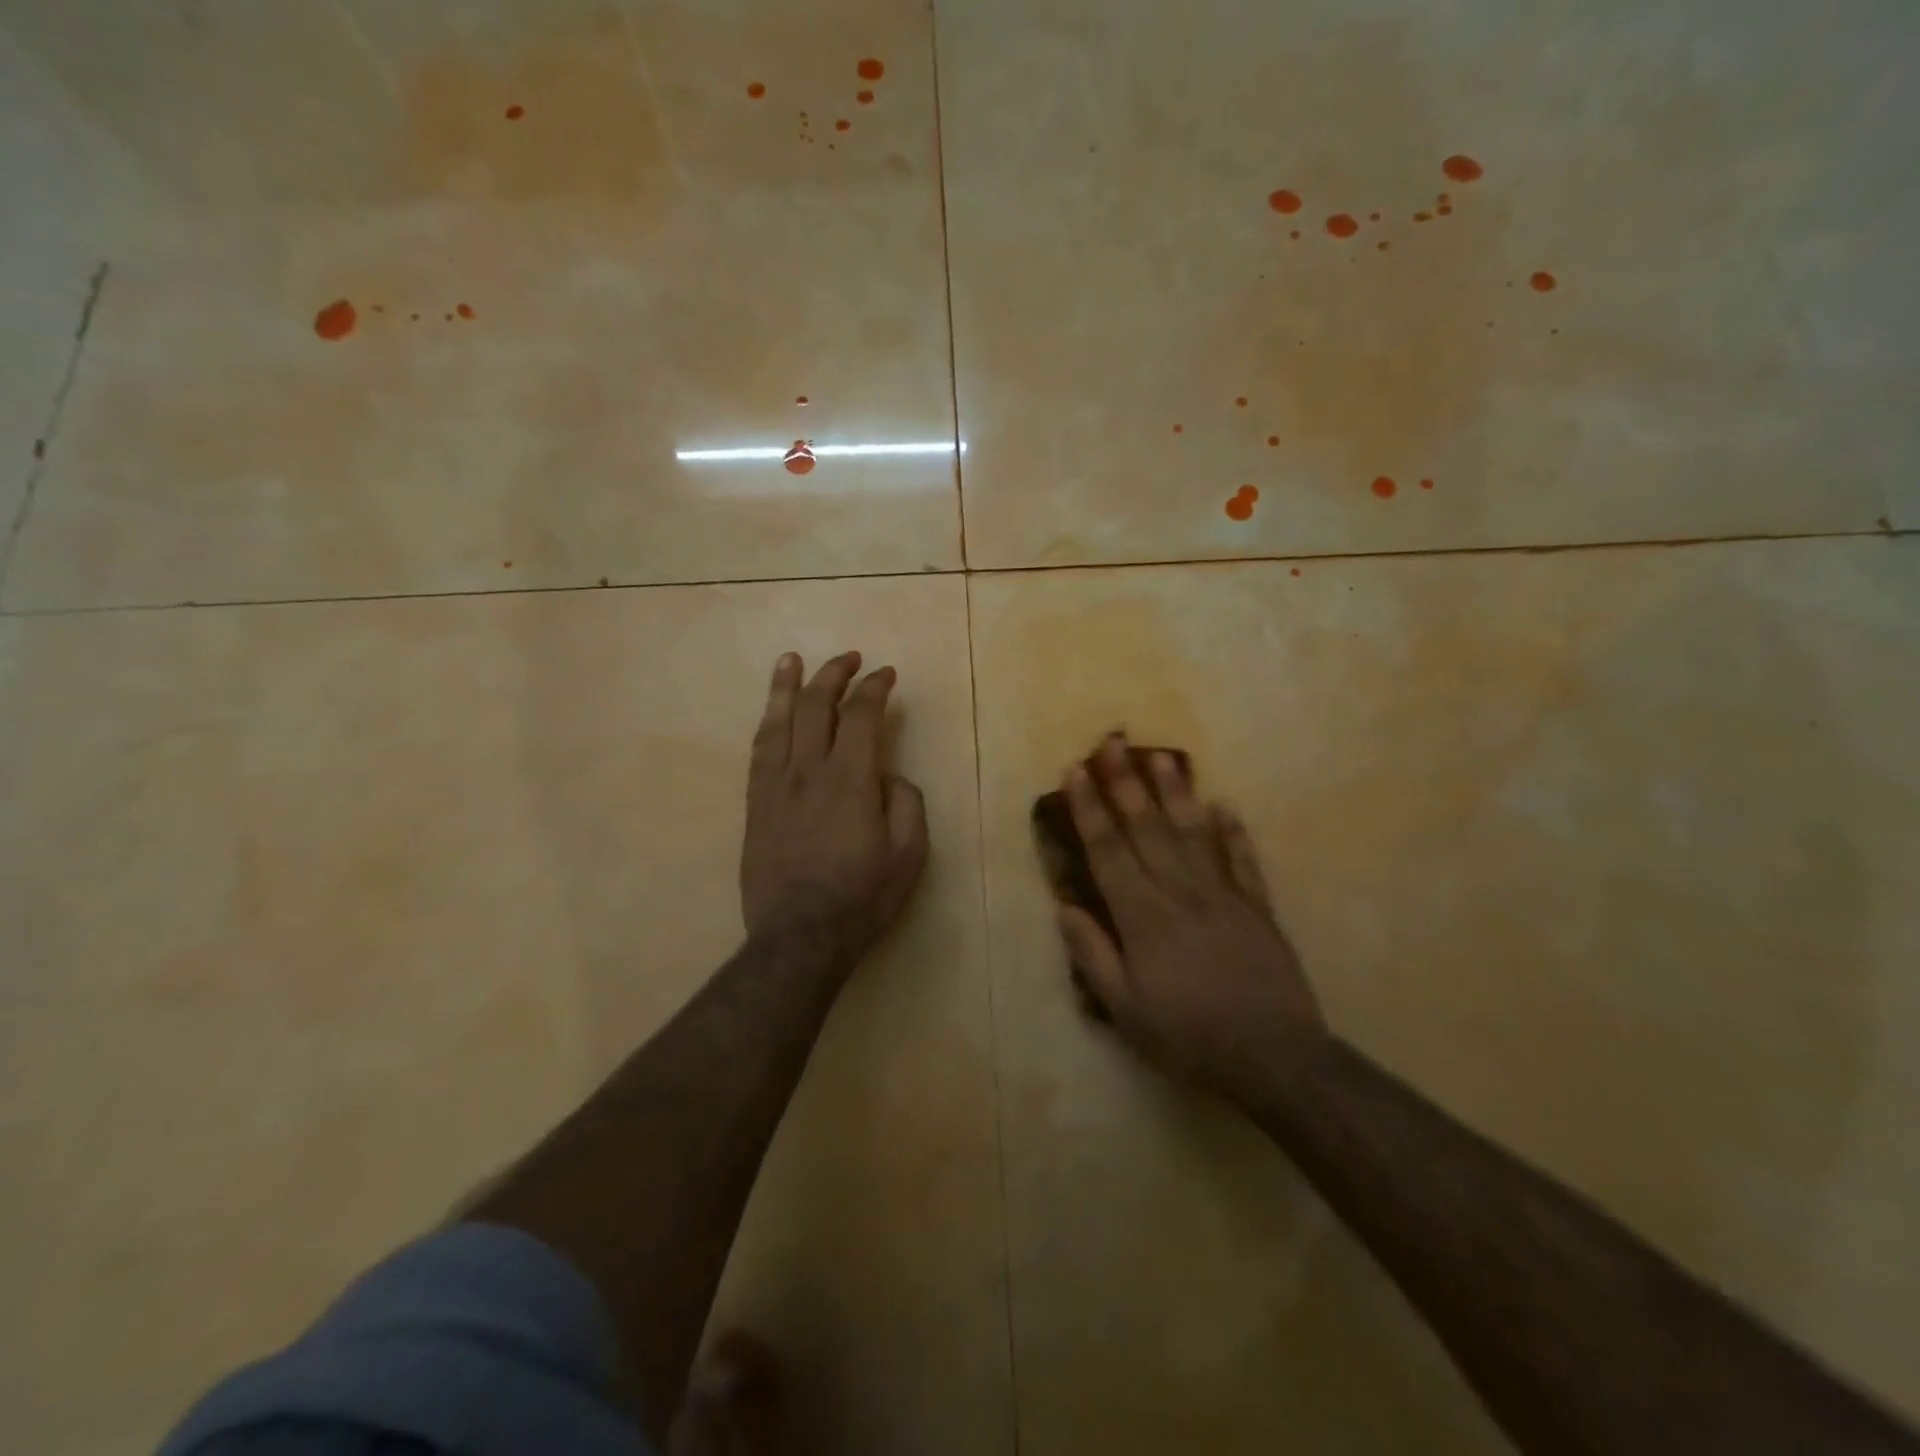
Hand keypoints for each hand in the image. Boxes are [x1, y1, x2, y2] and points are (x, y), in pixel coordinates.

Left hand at [741, 651, 928, 967]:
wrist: (799, 936)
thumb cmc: (862, 897)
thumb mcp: (909, 853)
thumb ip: (905, 802)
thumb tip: (887, 776)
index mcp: (850, 779)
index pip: (862, 715)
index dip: (875, 688)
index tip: (886, 675)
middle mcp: (808, 770)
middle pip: (817, 706)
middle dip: (834, 674)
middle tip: (850, 658)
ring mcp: (775, 786)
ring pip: (779, 721)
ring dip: (787, 685)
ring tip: (791, 659)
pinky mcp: (755, 805)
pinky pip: (758, 751)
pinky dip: (767, 723)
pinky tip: (771, 713)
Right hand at [1059, 735, 1328, 1106]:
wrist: (1273, 1058)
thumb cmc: (1188, 1037)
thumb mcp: (1125, 1010)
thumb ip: (1093, 954)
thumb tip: (1066, 906)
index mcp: (1143, 916)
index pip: (1108, 850)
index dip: (1089, 808)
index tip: (1076, 771)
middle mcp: (1180, 892)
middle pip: (1147, 828)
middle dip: (1125, 782)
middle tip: (1112, 741)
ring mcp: (1223, 896)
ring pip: (1193, 833)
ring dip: (1176, 792)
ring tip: (1161, 755)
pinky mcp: (1258, 909)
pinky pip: (1243, 861)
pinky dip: (1234, 832)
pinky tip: (1225, 805)